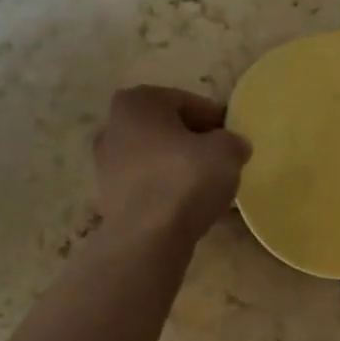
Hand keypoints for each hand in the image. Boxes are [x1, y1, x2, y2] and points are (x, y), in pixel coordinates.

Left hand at [93, 86, 251, 246]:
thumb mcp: (226, 151)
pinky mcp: (109, 197)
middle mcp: (113, 126)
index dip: (215, 120)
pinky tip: (187, 206)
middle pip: (167, 129)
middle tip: (221, 160)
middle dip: (193, 142)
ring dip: (179, 167)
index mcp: (138, 102)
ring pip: (155, 158)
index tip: (233, 138)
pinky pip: (148, 185)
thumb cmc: (184, 179)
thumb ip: (233, 141)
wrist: (147, 238)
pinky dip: (166, 190)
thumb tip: (233, 146)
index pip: (187, 102)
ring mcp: (106, 164)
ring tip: (207, 186)